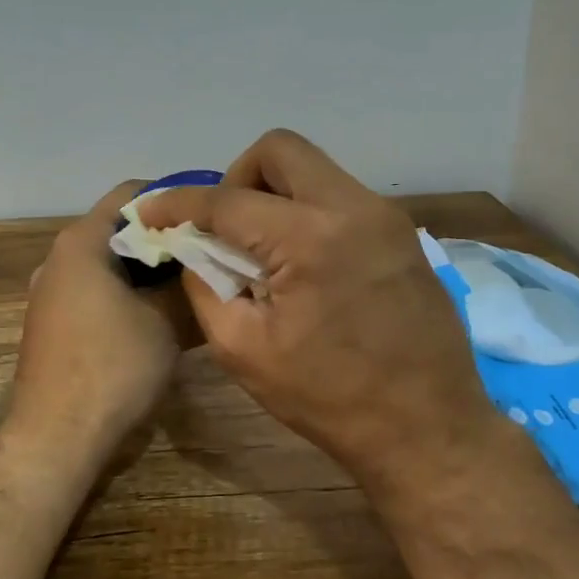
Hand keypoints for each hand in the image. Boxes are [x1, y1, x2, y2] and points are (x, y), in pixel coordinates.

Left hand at [8, 181, 196, 457]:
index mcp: (81, 242)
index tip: (210, 218)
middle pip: (120, 230)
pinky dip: (129, 296)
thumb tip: (207, 266)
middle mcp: (59, 258)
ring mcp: (52, 293)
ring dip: (149, 273)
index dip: (175, 200)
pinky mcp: (53, 324)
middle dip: (165, 241)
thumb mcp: (165, 321)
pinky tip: (161, 316)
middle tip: (210, 254)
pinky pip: (98, 293)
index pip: (132, 194)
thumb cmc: (113, 367)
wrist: (56, 437)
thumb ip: (186, 284)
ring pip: (111, 265)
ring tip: (193, 285)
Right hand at [138, 131, 504, 492]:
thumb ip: (205, 287)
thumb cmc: (329, 399)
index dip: (179, 204)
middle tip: (223, 227)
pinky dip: (307, 212)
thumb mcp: (244, 351)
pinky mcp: (403, 233)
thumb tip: (193, 251)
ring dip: (275, 194)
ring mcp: (385, 216)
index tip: (150, 212)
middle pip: (279, 150)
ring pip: (314, 169)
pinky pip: (341, 197)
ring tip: (262, 249)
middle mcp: (352, 207)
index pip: (227, 200)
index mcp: (309, 238)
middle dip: (236, 177)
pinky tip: (302, 262)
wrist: (428, 428)